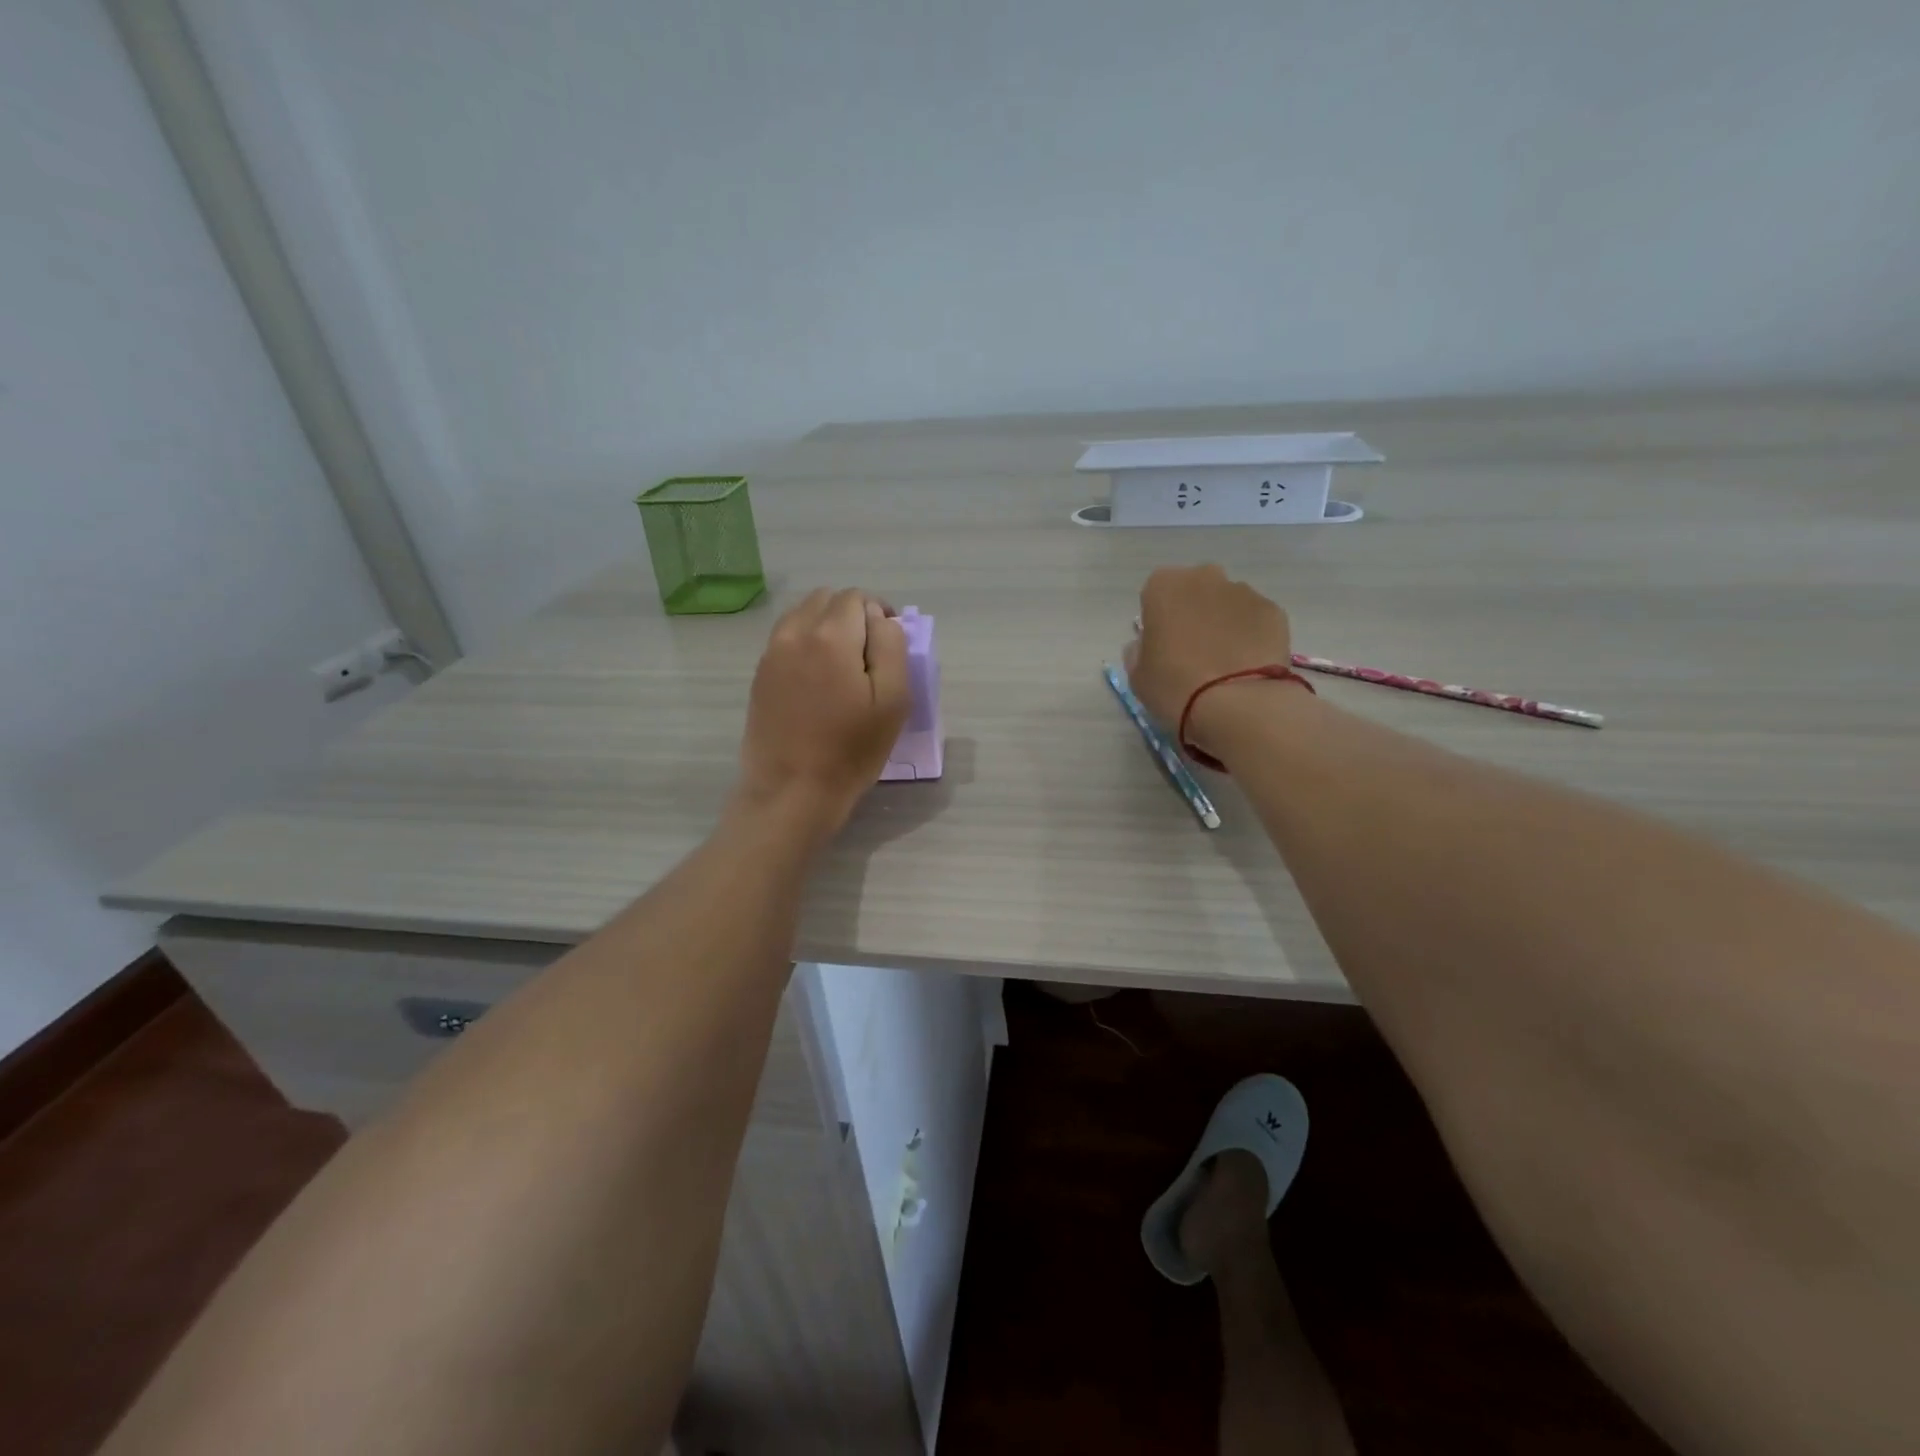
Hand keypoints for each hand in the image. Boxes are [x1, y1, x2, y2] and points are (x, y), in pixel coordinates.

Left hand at [737, 588, 908, 833]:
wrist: (792, 791)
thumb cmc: (850, 750)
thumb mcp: (893, 700)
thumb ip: (891, 647)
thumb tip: (881, 619)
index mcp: (831, 636)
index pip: (858, 598)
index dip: (880, 613)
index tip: (889, 644)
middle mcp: (795, 633)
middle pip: (827, 599)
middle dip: (852, 615)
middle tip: (869, 655)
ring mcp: (771, 653)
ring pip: (803, 615)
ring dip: (826, 626)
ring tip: (842, 665)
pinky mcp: (760, 674)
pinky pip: (786, 638)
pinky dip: (806, 643)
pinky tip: (818, 679)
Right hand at [1126, 565, 1301, 762]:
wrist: (1238, 705)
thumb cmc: (1174, 687)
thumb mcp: (1138, 676)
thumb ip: (1139, 651)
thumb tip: (1148, 644)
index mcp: (1163, 587)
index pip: (1155, 594)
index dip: (1159, 621)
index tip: (1163, 647)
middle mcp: (1204, 578)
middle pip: (1195, 591)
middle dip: (1194, 614)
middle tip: (1193, 652)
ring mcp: (1244, 592)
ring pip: (1228, 603)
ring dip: (1224, 624)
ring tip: (1225, 663)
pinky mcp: (1275, 611)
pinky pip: (1255, 620)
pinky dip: (1251, 636)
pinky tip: (1248, 665)